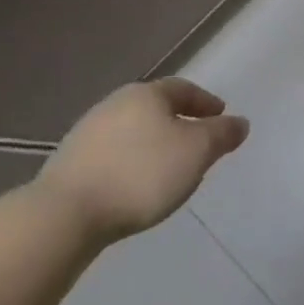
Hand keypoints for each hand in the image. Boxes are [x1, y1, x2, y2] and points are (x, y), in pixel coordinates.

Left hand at [35, 79, 248, 244]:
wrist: (64, 215)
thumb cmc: (141, 174)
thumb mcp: (197, 152)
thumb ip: (222, 135)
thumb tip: (239, 122)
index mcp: (147, 94)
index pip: (183, 89)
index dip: (205, 102)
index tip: (221, 117)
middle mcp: (115, 104)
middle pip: (155, 108)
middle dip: (178, 122)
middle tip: (197, 142)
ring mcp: (87, 133)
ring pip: (132, 132)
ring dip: (153, 144)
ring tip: (168, 169)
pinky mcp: (68, 164)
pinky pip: (112, 155)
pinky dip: (130, 162)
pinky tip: (135, 185)